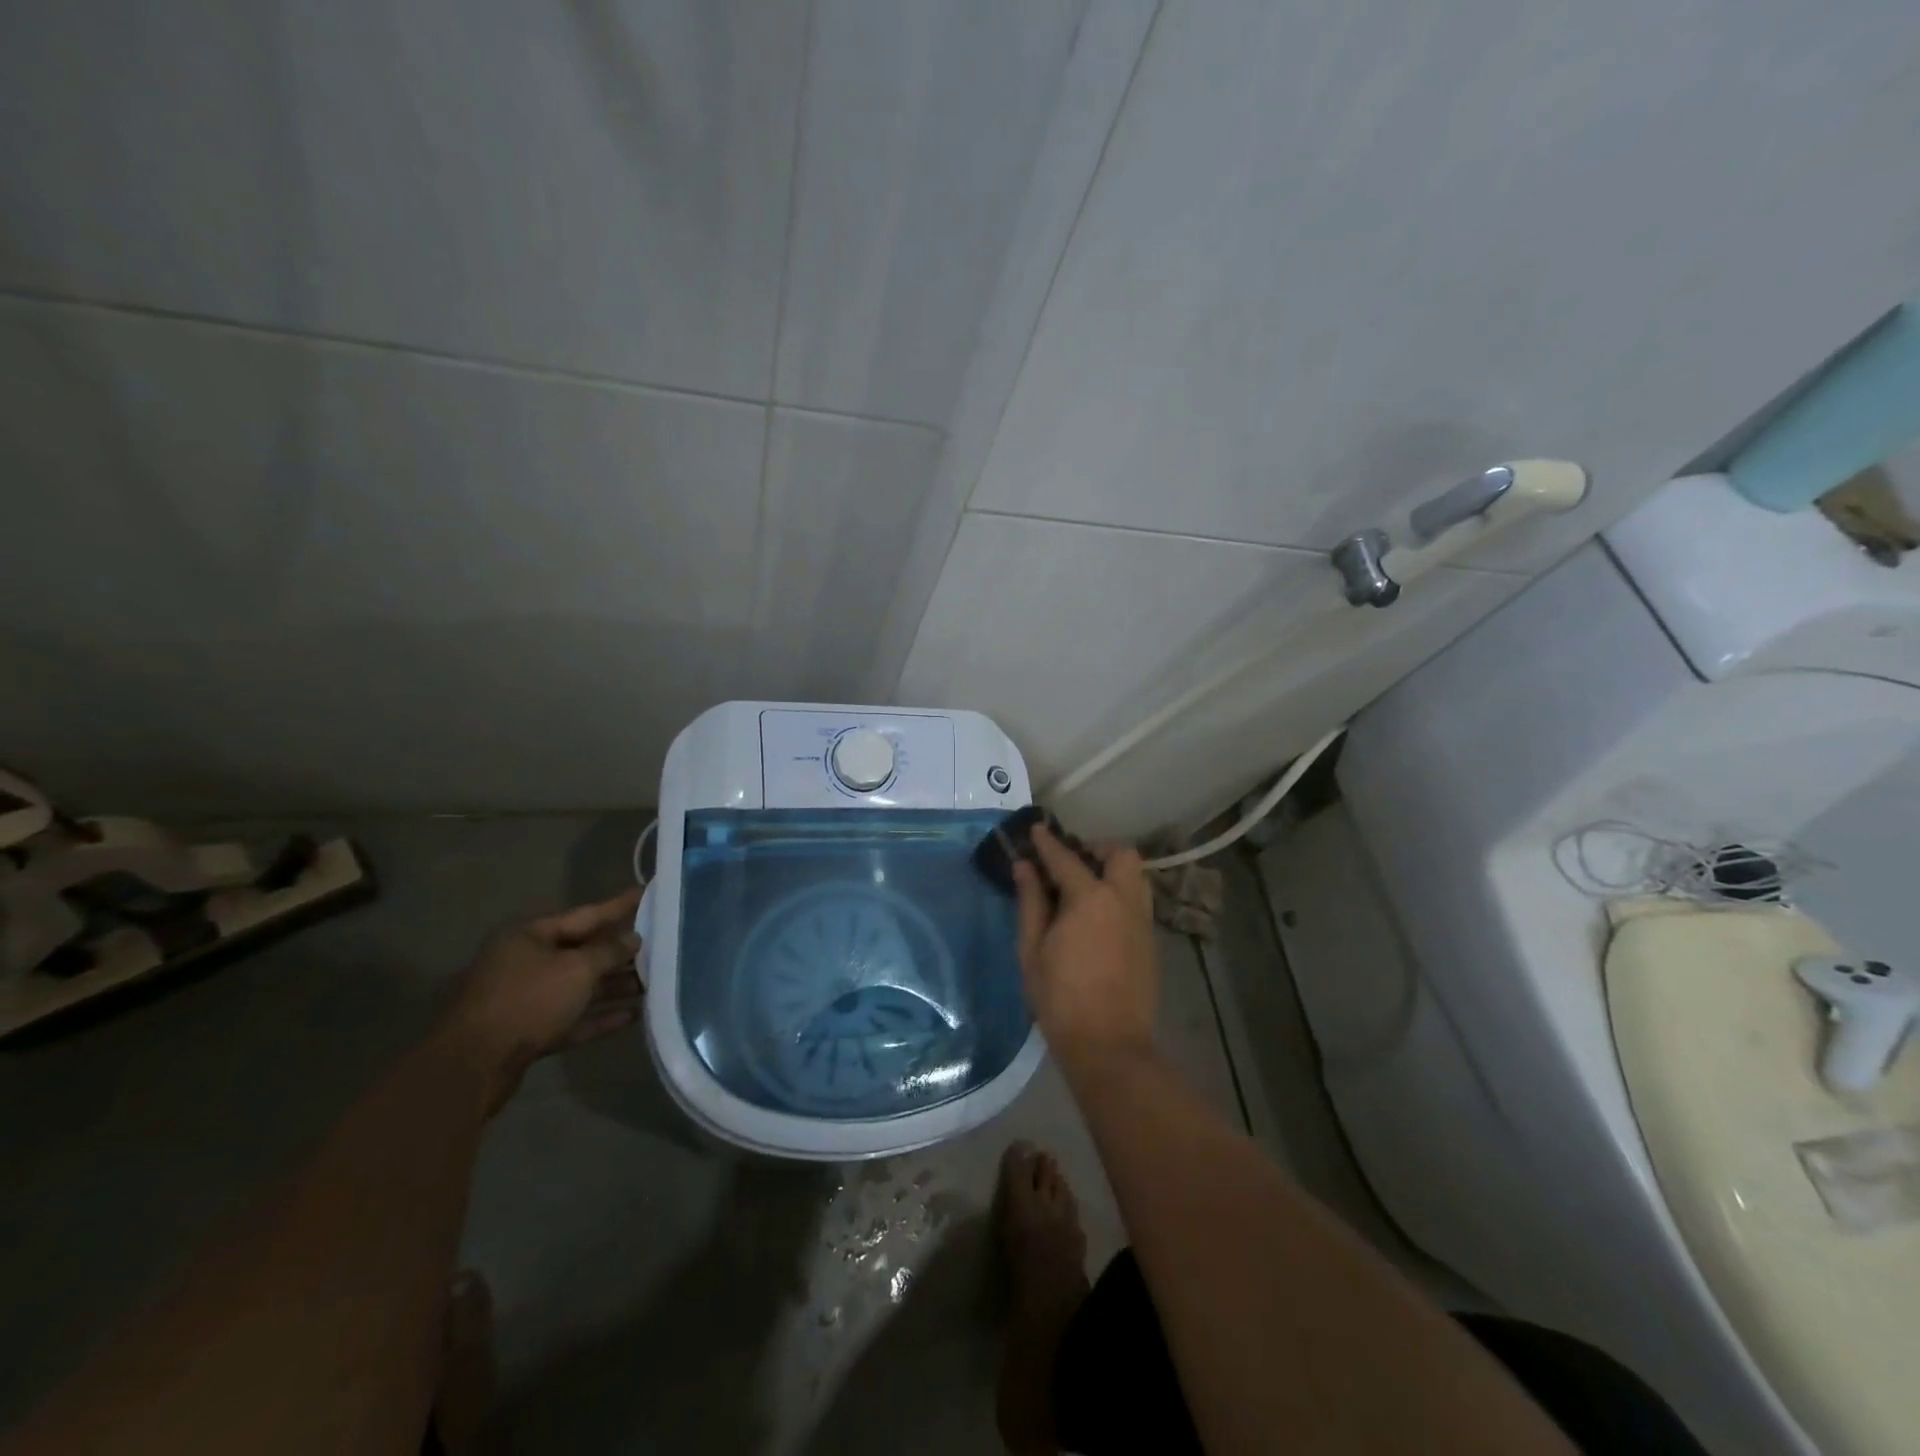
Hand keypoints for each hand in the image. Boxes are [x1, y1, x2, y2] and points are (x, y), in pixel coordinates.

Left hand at [445, 888, 643, 1111]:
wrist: (472, 1067)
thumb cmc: (527, 1001)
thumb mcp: (577, 969)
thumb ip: (609, 951)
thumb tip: (634, 938)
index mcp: (531, 936)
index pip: (586, 914)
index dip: (619, 905)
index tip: (649, 892)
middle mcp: (526, 962)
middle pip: (583, 951)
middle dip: (621, 952)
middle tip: (661, 944)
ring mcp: (526, 999)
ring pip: (579, 987)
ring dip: (614, 987)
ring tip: (654, 983)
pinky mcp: (529, 1033)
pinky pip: (573, 1018)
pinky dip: (600, 1016)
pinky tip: (633, 1016)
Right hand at [1014, 827, 1158, 1071]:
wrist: (1109, 1045)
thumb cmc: (1060, 998)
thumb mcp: (1032, 949)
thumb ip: (1031, 902)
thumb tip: (1024, 868)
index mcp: (1090, 898)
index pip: (1066, 858)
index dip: (1047, 842)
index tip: (1036, 829)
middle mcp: (1123, 899)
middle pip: (1120, 854)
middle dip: (1096, 849)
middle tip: (1071, 862)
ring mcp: (1142, 920)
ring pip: (1135, 875)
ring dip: (1112, 869)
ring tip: (1084, 887)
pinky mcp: (1150, 940)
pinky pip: (1137, 900)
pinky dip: (1119, 893)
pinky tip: (1097, 915)